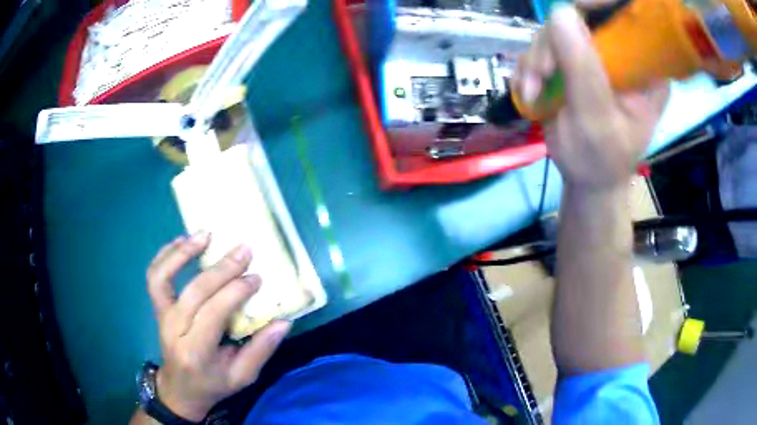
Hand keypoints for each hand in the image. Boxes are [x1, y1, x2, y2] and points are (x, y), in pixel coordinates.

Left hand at [145, 232, 290, 420]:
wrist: (180, 389)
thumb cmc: (213, 384)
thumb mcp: (242, 377)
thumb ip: (261, 350)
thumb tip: (284, 322)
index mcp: (196, 352)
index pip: (213, 313)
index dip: (235, 292)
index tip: (256, 277)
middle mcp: (174, 330)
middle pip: (194, 292)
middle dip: (221, 269)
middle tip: (244, 250)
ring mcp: (162, 316)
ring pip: (164, 277)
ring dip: (183, 253)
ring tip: (205, 234)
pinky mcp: (158, 308)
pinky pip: (155, 276)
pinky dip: (166, 255)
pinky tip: (182, 241)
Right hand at [512, 2, 668, 189]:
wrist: (585, 178)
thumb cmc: (602, 159)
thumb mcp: (597, 118)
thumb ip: (582, 68)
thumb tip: (560, 12)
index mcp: (644, 69)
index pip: (629, 20)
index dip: (601, 6)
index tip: (572, 16)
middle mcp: (621, 55)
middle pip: (583, 19)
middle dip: (555, 43)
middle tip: (543, 73)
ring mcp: (594, 57)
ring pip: (557, 31)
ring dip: (537, 59)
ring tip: (533, 91)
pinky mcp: (572, 62)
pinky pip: (543, 47)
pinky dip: (530, 67)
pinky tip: (530, 91)